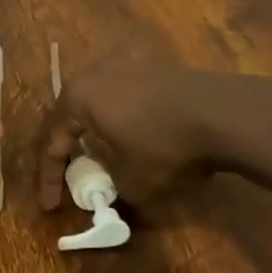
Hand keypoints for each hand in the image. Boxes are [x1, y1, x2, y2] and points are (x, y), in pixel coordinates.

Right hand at [36, 60, 239, 209]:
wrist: (222, 113)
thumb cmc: (164, 146)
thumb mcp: (131, 181)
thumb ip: (109, 184)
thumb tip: (110, 182)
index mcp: (77, 98)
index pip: (51, 141)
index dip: (48, 178)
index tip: (49, 207)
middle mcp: (94, 73)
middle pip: (70, 115)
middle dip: (67, 148)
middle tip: (68, 175)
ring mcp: (126, 65)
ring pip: (98, 102)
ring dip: (95, 131)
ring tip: (99, 156)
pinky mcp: (154, 68)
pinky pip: (124, 97)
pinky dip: (121, 120)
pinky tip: (132, 137)